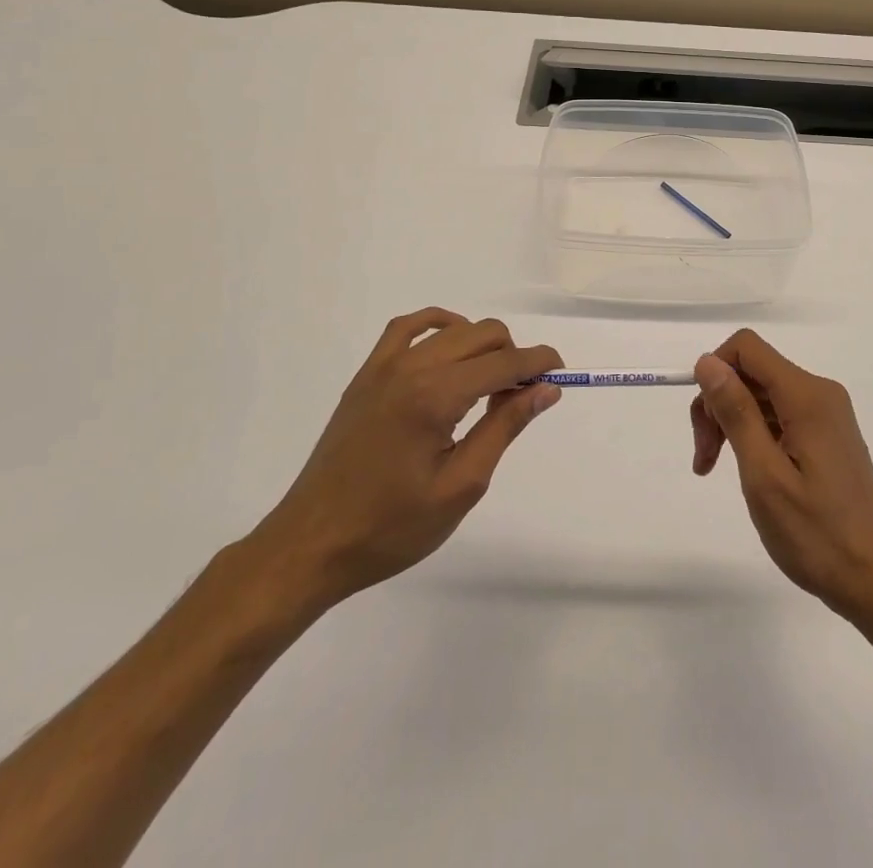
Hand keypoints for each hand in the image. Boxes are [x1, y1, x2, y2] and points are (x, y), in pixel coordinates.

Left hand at [249, 309, 560, 614]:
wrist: (312, 545)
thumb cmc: (391, 527)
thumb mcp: (461, 485)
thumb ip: (505, 427)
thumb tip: (545, 389)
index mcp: (436, 396)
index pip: (505, 362)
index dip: (539, 363)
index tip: (560, 376)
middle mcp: (411, 368)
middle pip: (483, 335)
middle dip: (513, 356)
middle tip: (520, 399)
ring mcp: (384, 367)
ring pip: (452, 329)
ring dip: (482, 345)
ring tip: (488, 385)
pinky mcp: (367, 375)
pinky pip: (407, 328)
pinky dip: (438, 327)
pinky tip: (450, 348)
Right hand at [691, 329, 872, 628]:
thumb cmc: (817, 534)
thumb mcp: (764, 475)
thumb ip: (736, 412)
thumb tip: (708, 361)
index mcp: (806, 396)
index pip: (747, 348)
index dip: (714, 373)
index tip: (703, 424)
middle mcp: (819, 393)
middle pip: (752, 371)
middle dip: (719, 404)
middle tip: (705, 459)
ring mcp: (826, 414)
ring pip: (762, 394)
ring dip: (733, 422)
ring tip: (716, 469)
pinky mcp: (827, 435)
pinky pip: (780, 415)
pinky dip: (754, 434)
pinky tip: (748, 471)